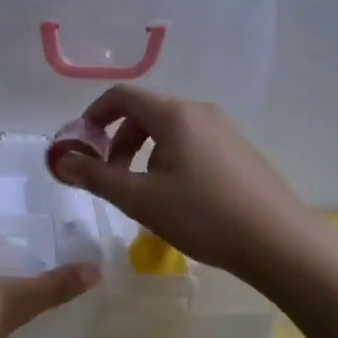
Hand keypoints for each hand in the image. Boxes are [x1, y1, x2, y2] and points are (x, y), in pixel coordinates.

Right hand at [51, 85, 308, 282]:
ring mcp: (224, 130)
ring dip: (142, 152)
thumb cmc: (202, 216)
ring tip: (141, 192)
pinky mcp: (238, 151)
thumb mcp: (140, 199)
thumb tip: (61, 160)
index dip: (93, 116)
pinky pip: (191, 143)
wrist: (277, 241)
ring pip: (169, 130)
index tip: (80, 147)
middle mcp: (200, 112)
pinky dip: (168, 159)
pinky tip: (175, 198)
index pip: (122, 96)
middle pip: (145, 112)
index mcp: (174, 114)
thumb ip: (96, 177)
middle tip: (109, 177)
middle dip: (117, 140)